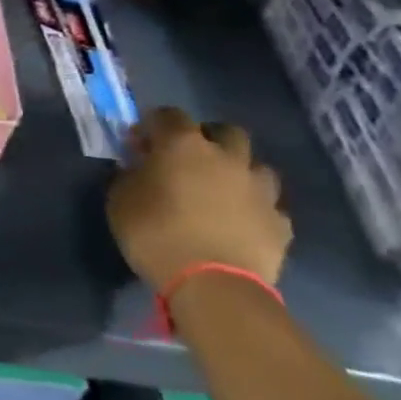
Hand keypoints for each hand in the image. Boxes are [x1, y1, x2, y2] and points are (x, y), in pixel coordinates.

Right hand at [107, 107, 291, 292]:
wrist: (212, 284)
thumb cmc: (155, 233)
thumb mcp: (120, 199)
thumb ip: (130, 175)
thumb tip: (138, 167)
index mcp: (183, 145)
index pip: (168, 115)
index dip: (152, 125)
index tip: (139, 144)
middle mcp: (227, 158)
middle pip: (225, 131)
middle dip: (207, 138)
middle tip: (188, 159)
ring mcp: (260, 189)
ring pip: (255, 166)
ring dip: (237, 171)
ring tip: (219, 191)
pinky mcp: (280, 223)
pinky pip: (268, 205)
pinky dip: (253, 208)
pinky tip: (239, 223)